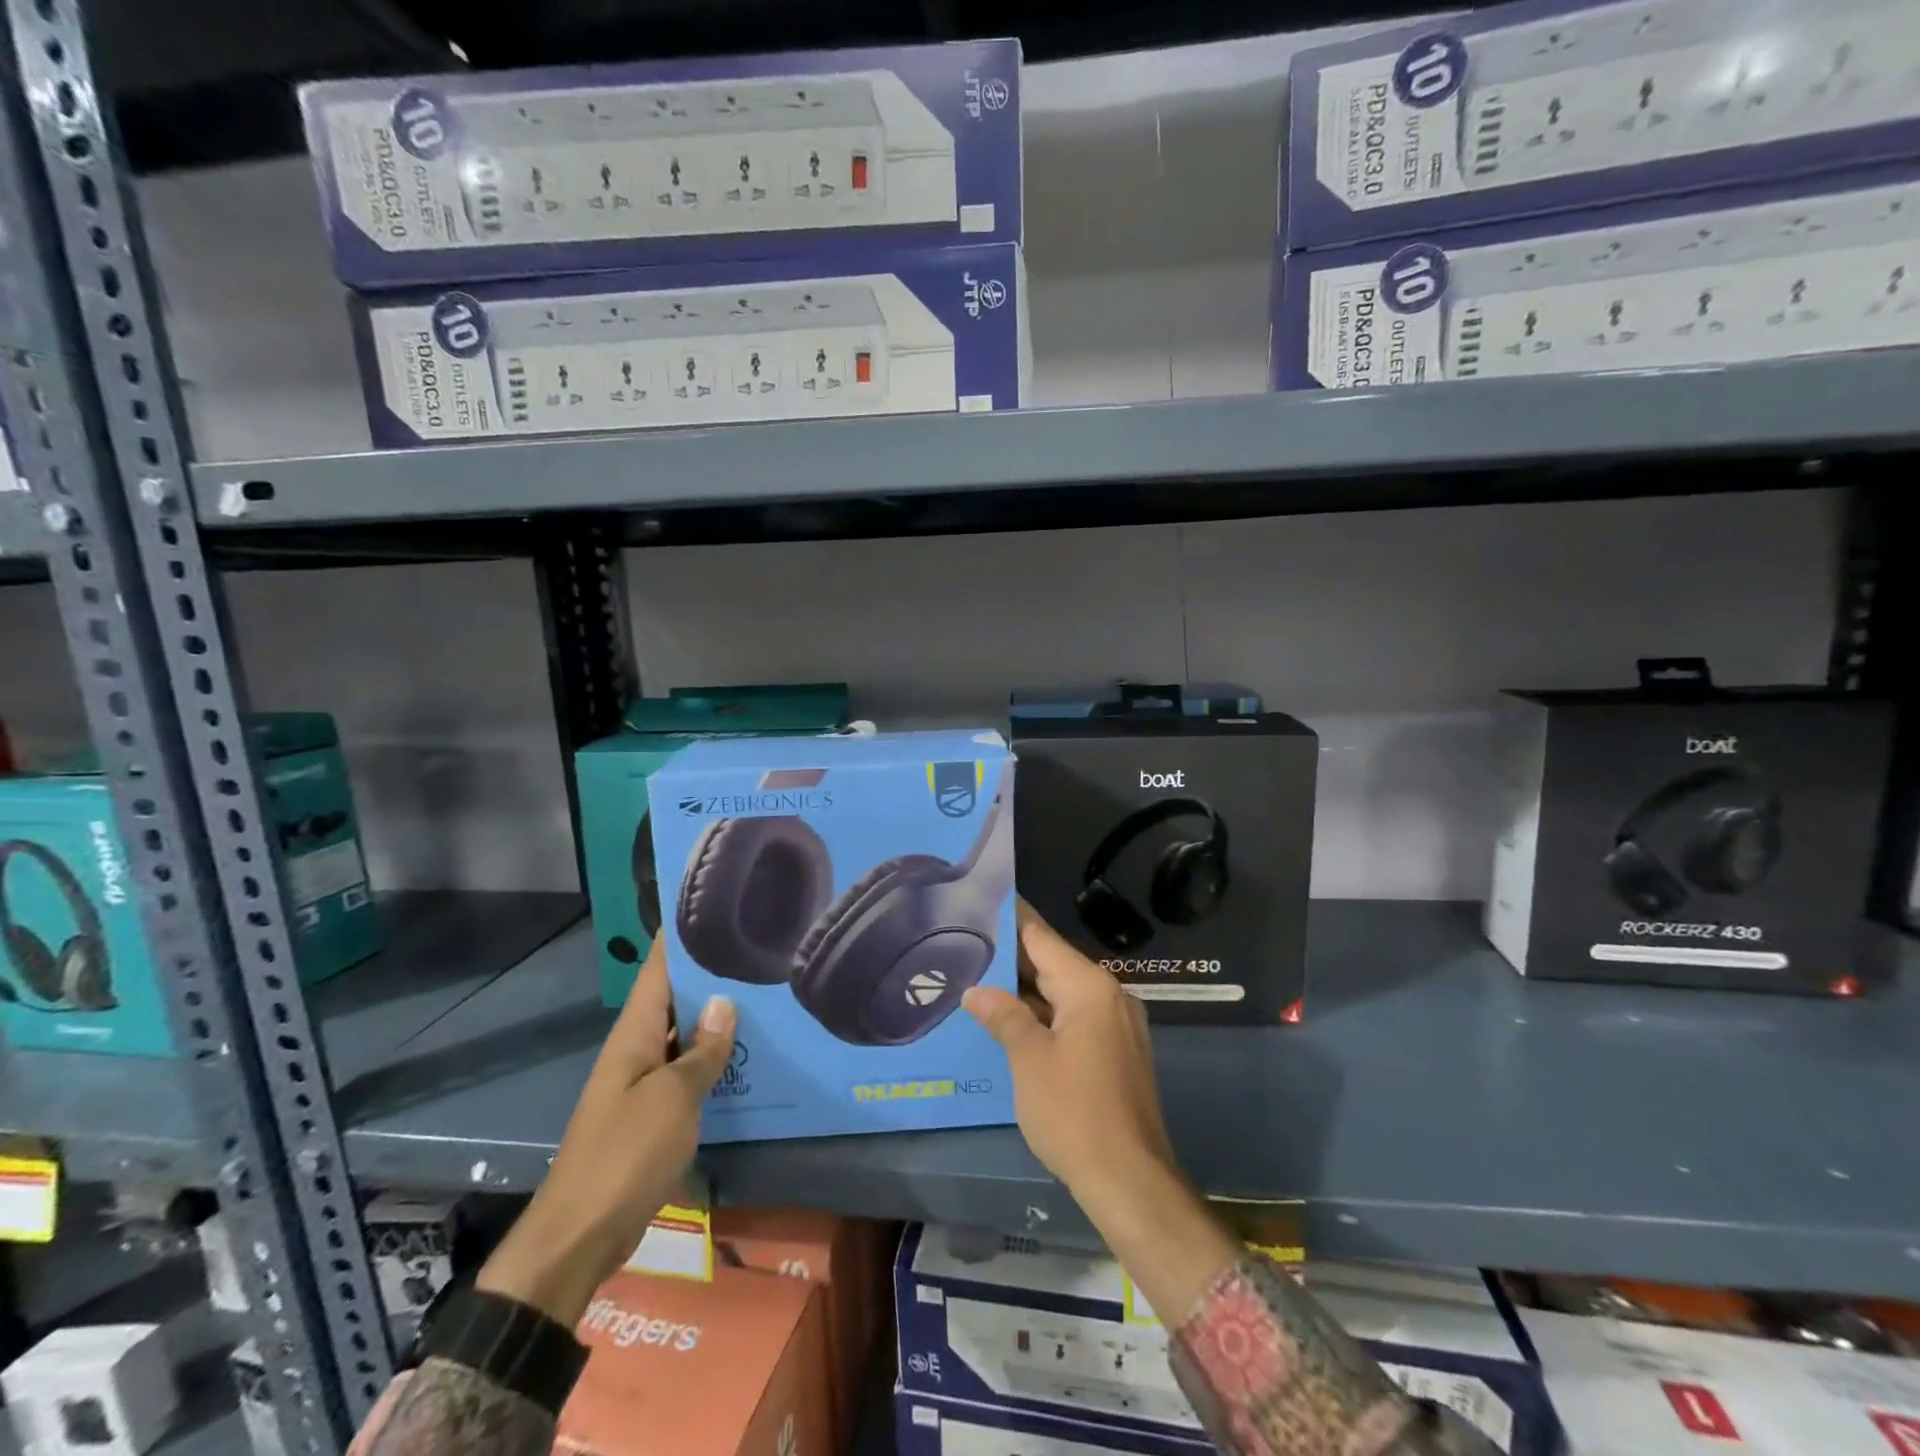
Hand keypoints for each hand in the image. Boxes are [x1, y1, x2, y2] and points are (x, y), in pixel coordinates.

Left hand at [476, 937, 735, 1326]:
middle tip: (762, 946)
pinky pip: (689, 1071)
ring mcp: (645, 1082)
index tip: (715, 903)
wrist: (579, 1237)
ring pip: (686, 1035)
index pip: (658, 968)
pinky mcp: (654, 1113)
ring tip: (769, 991)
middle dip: (713, 974)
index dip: (680, 936)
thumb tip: (725, 1003)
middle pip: (677, 998)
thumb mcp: (672, 1099)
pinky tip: (751, 1055)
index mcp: (635, 1034)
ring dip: (719, 1019)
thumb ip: (702, 1051)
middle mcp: (638, 1048)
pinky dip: (716, 1059)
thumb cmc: (625, 1155)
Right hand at [963, 901, 1239, 1322]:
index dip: (1010, 918)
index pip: (1042, 937)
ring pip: (1063, 992)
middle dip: (1012, 957)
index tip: (980, 902)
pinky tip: (1011, 1020)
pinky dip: (1044, 1013)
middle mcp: (1110, 995)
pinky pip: (1074, 1017)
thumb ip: (1003, 1016)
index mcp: (1089, 987)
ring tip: (979, 977)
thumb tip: (976, 990)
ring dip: (1026, 989)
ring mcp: (1117, 1024)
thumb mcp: (1030, 1061)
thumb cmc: (1075, 1113)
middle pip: (1053, 963)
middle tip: (965, 943)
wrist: (1130, 1181)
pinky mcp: (1117, 1051)